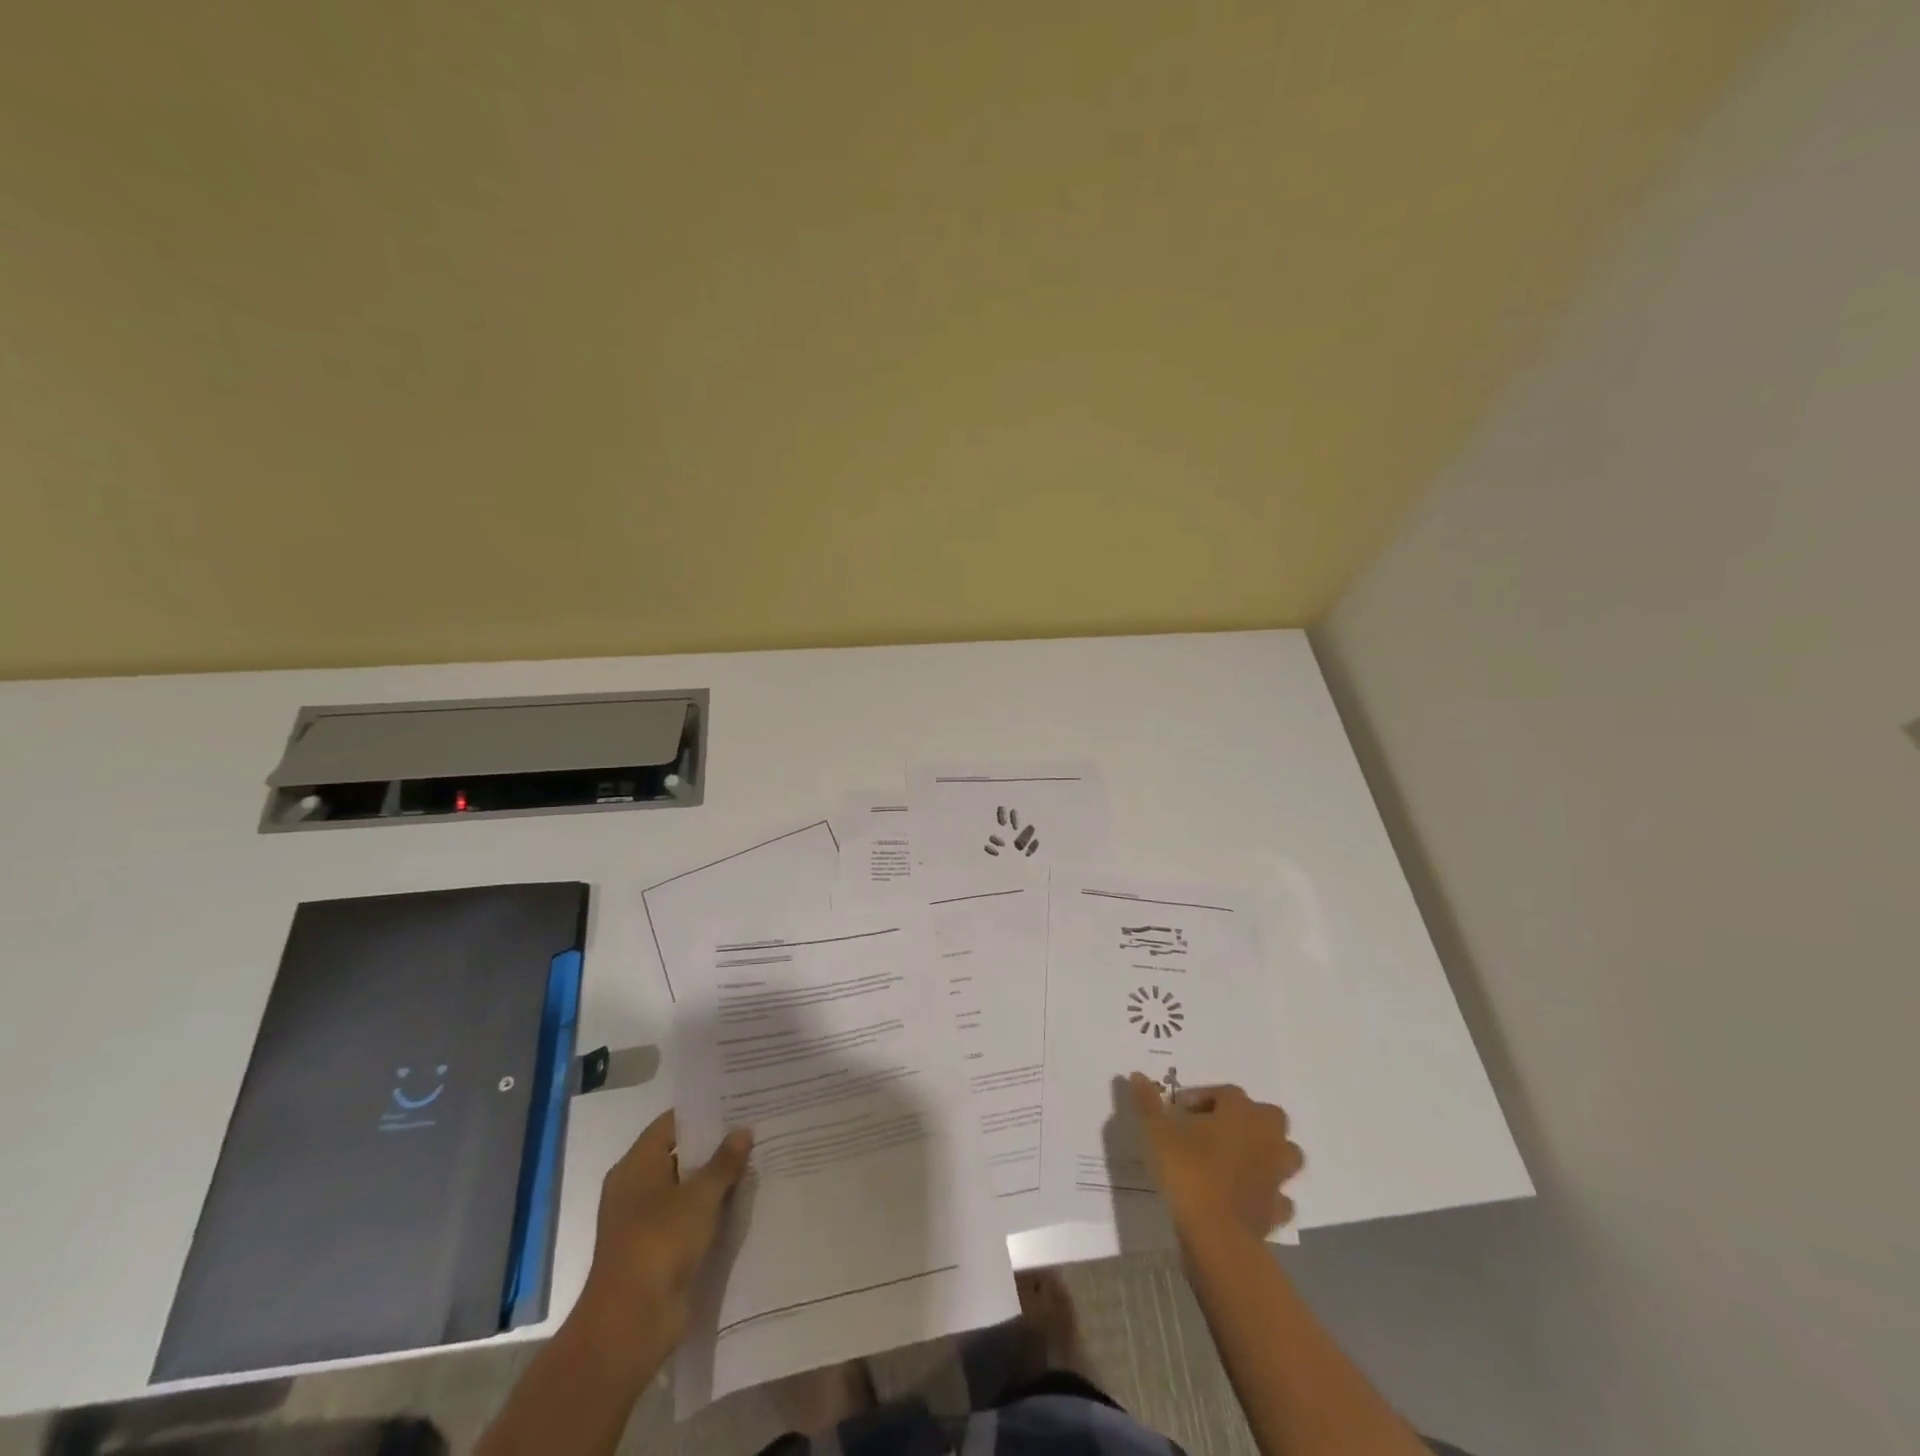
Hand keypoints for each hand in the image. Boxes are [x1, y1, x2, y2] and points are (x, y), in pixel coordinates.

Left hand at [573, 1111, 752, 1364]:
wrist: (631, 1324)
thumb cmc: (659, 1243)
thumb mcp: (699, 1197)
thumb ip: (723, 1162)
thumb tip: (743, 1130)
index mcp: (635, 1166)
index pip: (671, 1124)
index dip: (703, 1113)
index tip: (737, 1102)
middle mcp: (637, 1189)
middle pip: (680, 1155)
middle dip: (715, 1146)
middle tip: (754, 1129)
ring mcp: (646, 1222)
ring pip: (687, 1189)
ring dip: (716, 1181)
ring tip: (756, 1161)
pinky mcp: (659, 1251)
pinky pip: (689, 1219)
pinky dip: (711, 1211)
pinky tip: (743, 1202)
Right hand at [1128, 1074, 1302, 1239]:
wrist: (1216, 1233)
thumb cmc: (1188, 1171)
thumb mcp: (1157, 1131)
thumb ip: (1148, 1102)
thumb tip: (1136, 1075)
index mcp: (1240, 1111)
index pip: (1226, 1092)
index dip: (1203, 1098)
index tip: (1180, 1111)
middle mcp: (1266, 1136)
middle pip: (1268, 1116)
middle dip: (1248, 1118)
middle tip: (1217, 1129)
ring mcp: (1277, 1174)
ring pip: (1285, 1153)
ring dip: (1268, 1152)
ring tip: (1238, 1159)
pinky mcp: (1278, 1208)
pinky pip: (1280, 1195)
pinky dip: (1269, 1193)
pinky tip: (1248, 1196)